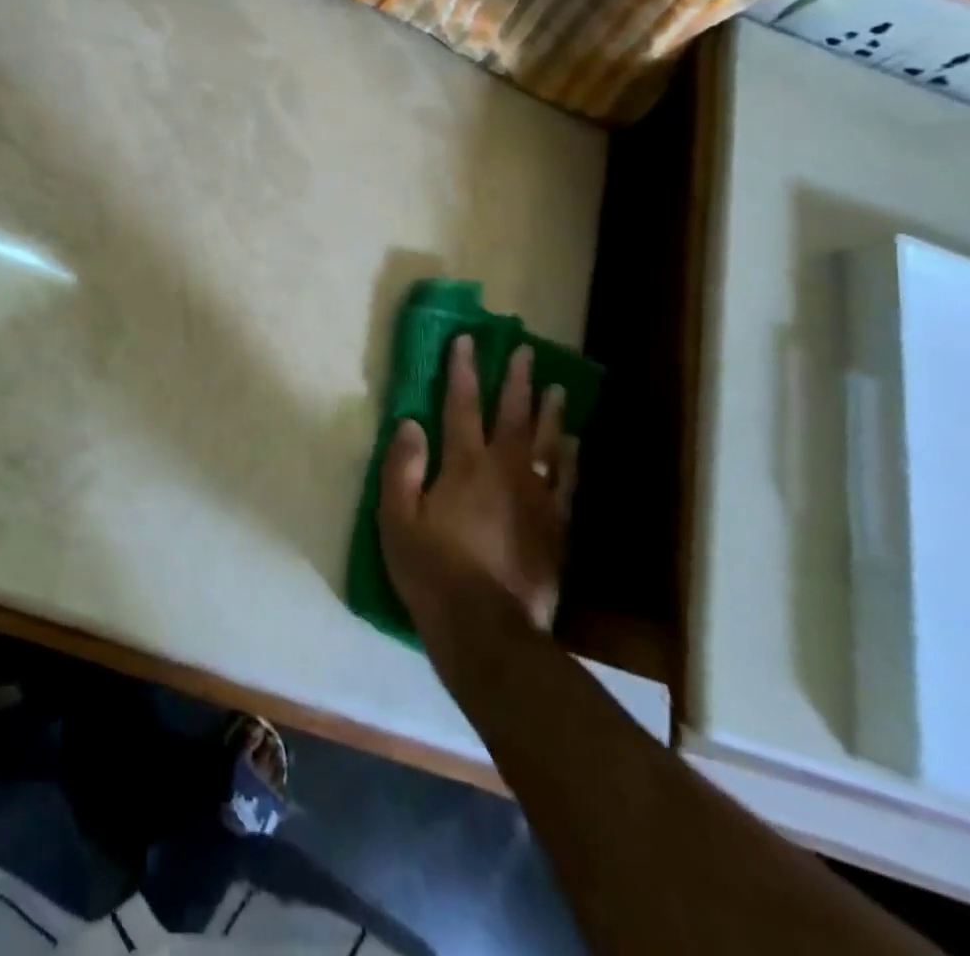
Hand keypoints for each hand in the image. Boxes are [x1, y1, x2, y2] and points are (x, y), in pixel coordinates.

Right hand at [378, 337, 576, 636]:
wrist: (487, 628)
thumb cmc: (432, 569)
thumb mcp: (396, 518)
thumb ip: (402, 467)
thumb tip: (410, 423)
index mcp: (464, 465)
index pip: (462, 405)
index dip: (463, 370)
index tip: (467, 340)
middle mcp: (505, 471)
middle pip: (513, 415)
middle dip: (515, 379)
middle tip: (524, 350)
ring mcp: (537, 498)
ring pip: (547, 443)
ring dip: (550, 412)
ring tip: (556, 387)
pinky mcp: (556, 527)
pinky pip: (567, 480)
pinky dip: (570, 457)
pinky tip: (574, 444)